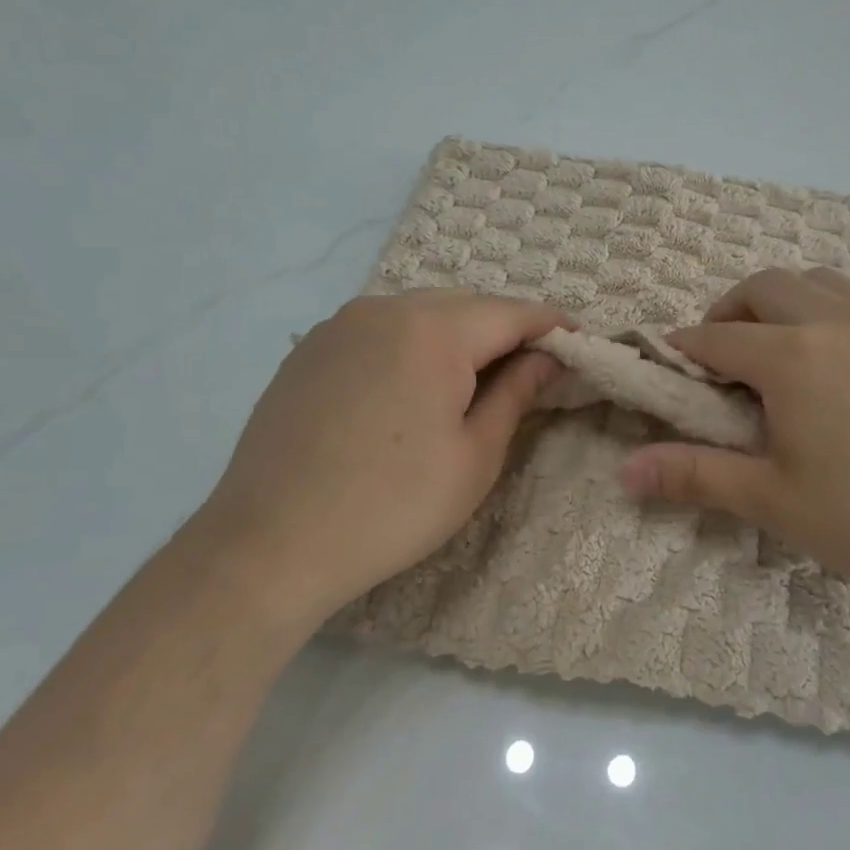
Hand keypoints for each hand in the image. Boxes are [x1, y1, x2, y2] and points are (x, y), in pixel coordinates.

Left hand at [194, 289, 569, 628]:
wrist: (269, 544)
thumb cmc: (392, 506)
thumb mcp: (474, 456)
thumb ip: (516, 394)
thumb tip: (547, 359)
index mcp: (433, 330)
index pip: (511, 312)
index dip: (551, 325)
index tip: (579, 341)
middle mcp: (384, 308)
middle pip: (465, 306)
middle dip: (505, 329)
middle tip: (531, 368)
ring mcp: (340, 325)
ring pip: (420, 313)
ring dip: (458, 336)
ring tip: (475, 379)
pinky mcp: (310, 350)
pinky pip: (379, 330)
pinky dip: (412, 345)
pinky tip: (412, 388)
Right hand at [621, 268, 849, 611]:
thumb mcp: (775, 502)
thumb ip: (696, 476)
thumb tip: (625, 471)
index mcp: (790, 358)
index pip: (715, 337)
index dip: (683, 350)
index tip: (671, 369)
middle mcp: (834, 322)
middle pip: (763, 288)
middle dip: (729, 312)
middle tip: (724, 358)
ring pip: (818, 282)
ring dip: (783, 301)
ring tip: (782, 347)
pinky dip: (833, 310)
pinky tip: (844, 358)